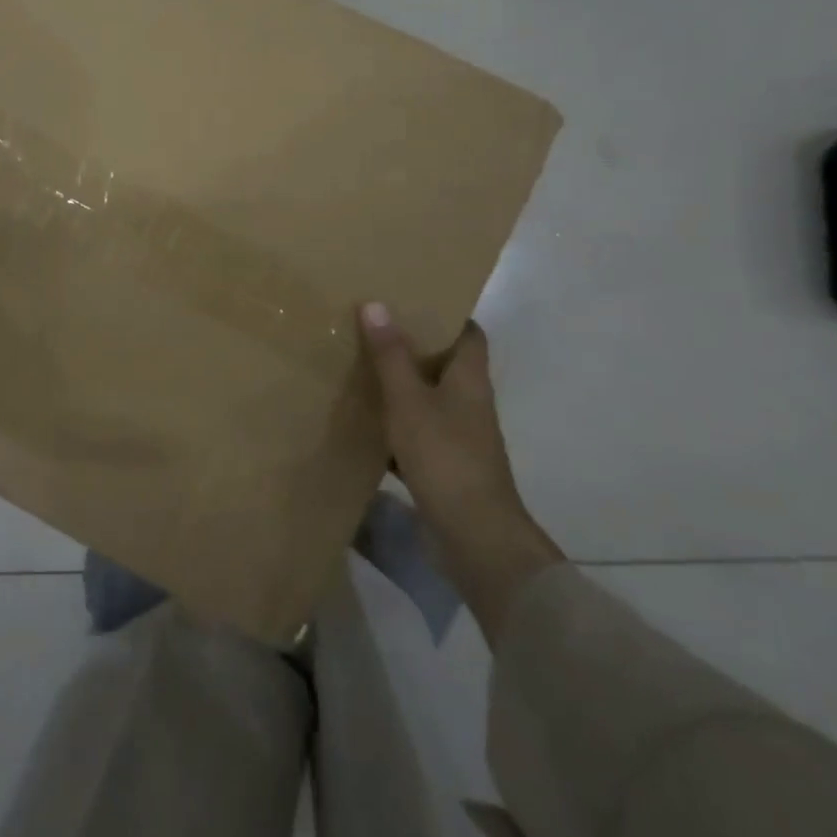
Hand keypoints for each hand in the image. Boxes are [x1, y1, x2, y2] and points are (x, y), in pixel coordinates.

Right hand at [358, 305, 563, 644]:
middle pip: (445, 363)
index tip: (410, 298)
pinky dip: (395, 422)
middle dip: (413, 345)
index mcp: (470, 379)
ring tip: (361, 365)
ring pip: (428, 397)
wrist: (475, 538)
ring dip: (401, 384)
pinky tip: (364, 420)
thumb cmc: (445, 457)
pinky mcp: (445, 465)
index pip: (469, 333)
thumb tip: (375, 304)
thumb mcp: (409, 401)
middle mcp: (470, 403)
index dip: (445, 313)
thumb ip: (391, 355)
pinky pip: (417, 431)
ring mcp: (459, 436)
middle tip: (372, 326)